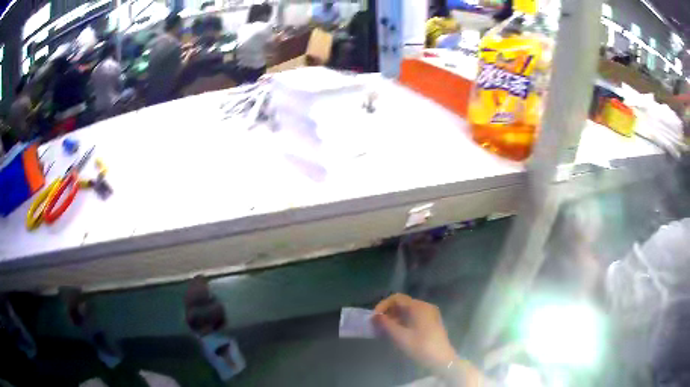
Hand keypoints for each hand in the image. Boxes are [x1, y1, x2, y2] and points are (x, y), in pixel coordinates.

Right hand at [374, 294, 457, 371]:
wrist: (441, 359)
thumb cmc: (420, 346)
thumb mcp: (400, 336)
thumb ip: (386, 324)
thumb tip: (375, 316)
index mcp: (418, 306)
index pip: (397, 298)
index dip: (383, 305)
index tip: (374, 317)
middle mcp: (425, 306)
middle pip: (403, 303)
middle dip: (389, 312)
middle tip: (378, 324)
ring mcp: (430, 314)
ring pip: (409, 310)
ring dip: (396, 317)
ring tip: (386, 329)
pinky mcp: (432, 322)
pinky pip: (415, 316)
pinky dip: (404, 320)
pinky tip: (398, 331)